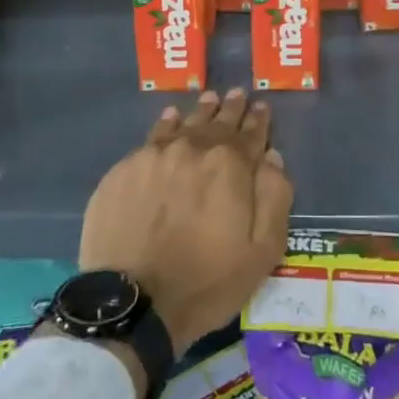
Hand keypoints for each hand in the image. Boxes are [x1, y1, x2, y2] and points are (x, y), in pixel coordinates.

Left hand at [79, 88, 293, 356]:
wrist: (133, 303)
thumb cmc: (206, 282)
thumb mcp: (262, 251)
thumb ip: (274, 198)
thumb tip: (272, 158)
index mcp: (230, 165)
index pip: (251, 133)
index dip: (259, 120)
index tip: (261, 106)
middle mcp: (193, 148)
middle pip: (216, 121)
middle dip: (230, 108)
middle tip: (236, 94)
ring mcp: (154, 156)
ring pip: (183, 123)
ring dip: (199, 112)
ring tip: (206, 100)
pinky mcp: (124, 170)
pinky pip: (151, 137)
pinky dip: (165, 125)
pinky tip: (169, 120)